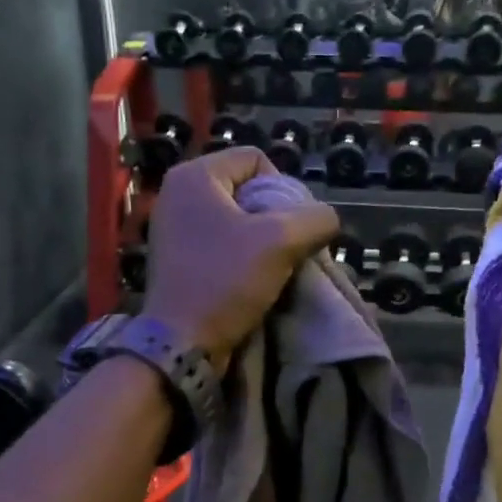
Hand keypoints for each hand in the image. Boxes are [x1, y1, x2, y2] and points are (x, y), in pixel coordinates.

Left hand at [145, 147, 339, 372]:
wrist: (182, 342)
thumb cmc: (226, 282)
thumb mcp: (280, 243)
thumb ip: (314, 220)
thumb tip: (328, 218)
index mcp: (194, 175)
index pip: (256, 159)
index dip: (283, 188)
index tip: (290, 226)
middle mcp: (177, 193)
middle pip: (246, 189)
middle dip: (275, 217)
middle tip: (287, 248)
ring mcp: (172, 227)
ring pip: (235, 219)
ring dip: (261, 241)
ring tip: (272, 267)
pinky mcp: (175, 258)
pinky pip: (219, 243)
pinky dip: (240, 257)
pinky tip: (251, 280)